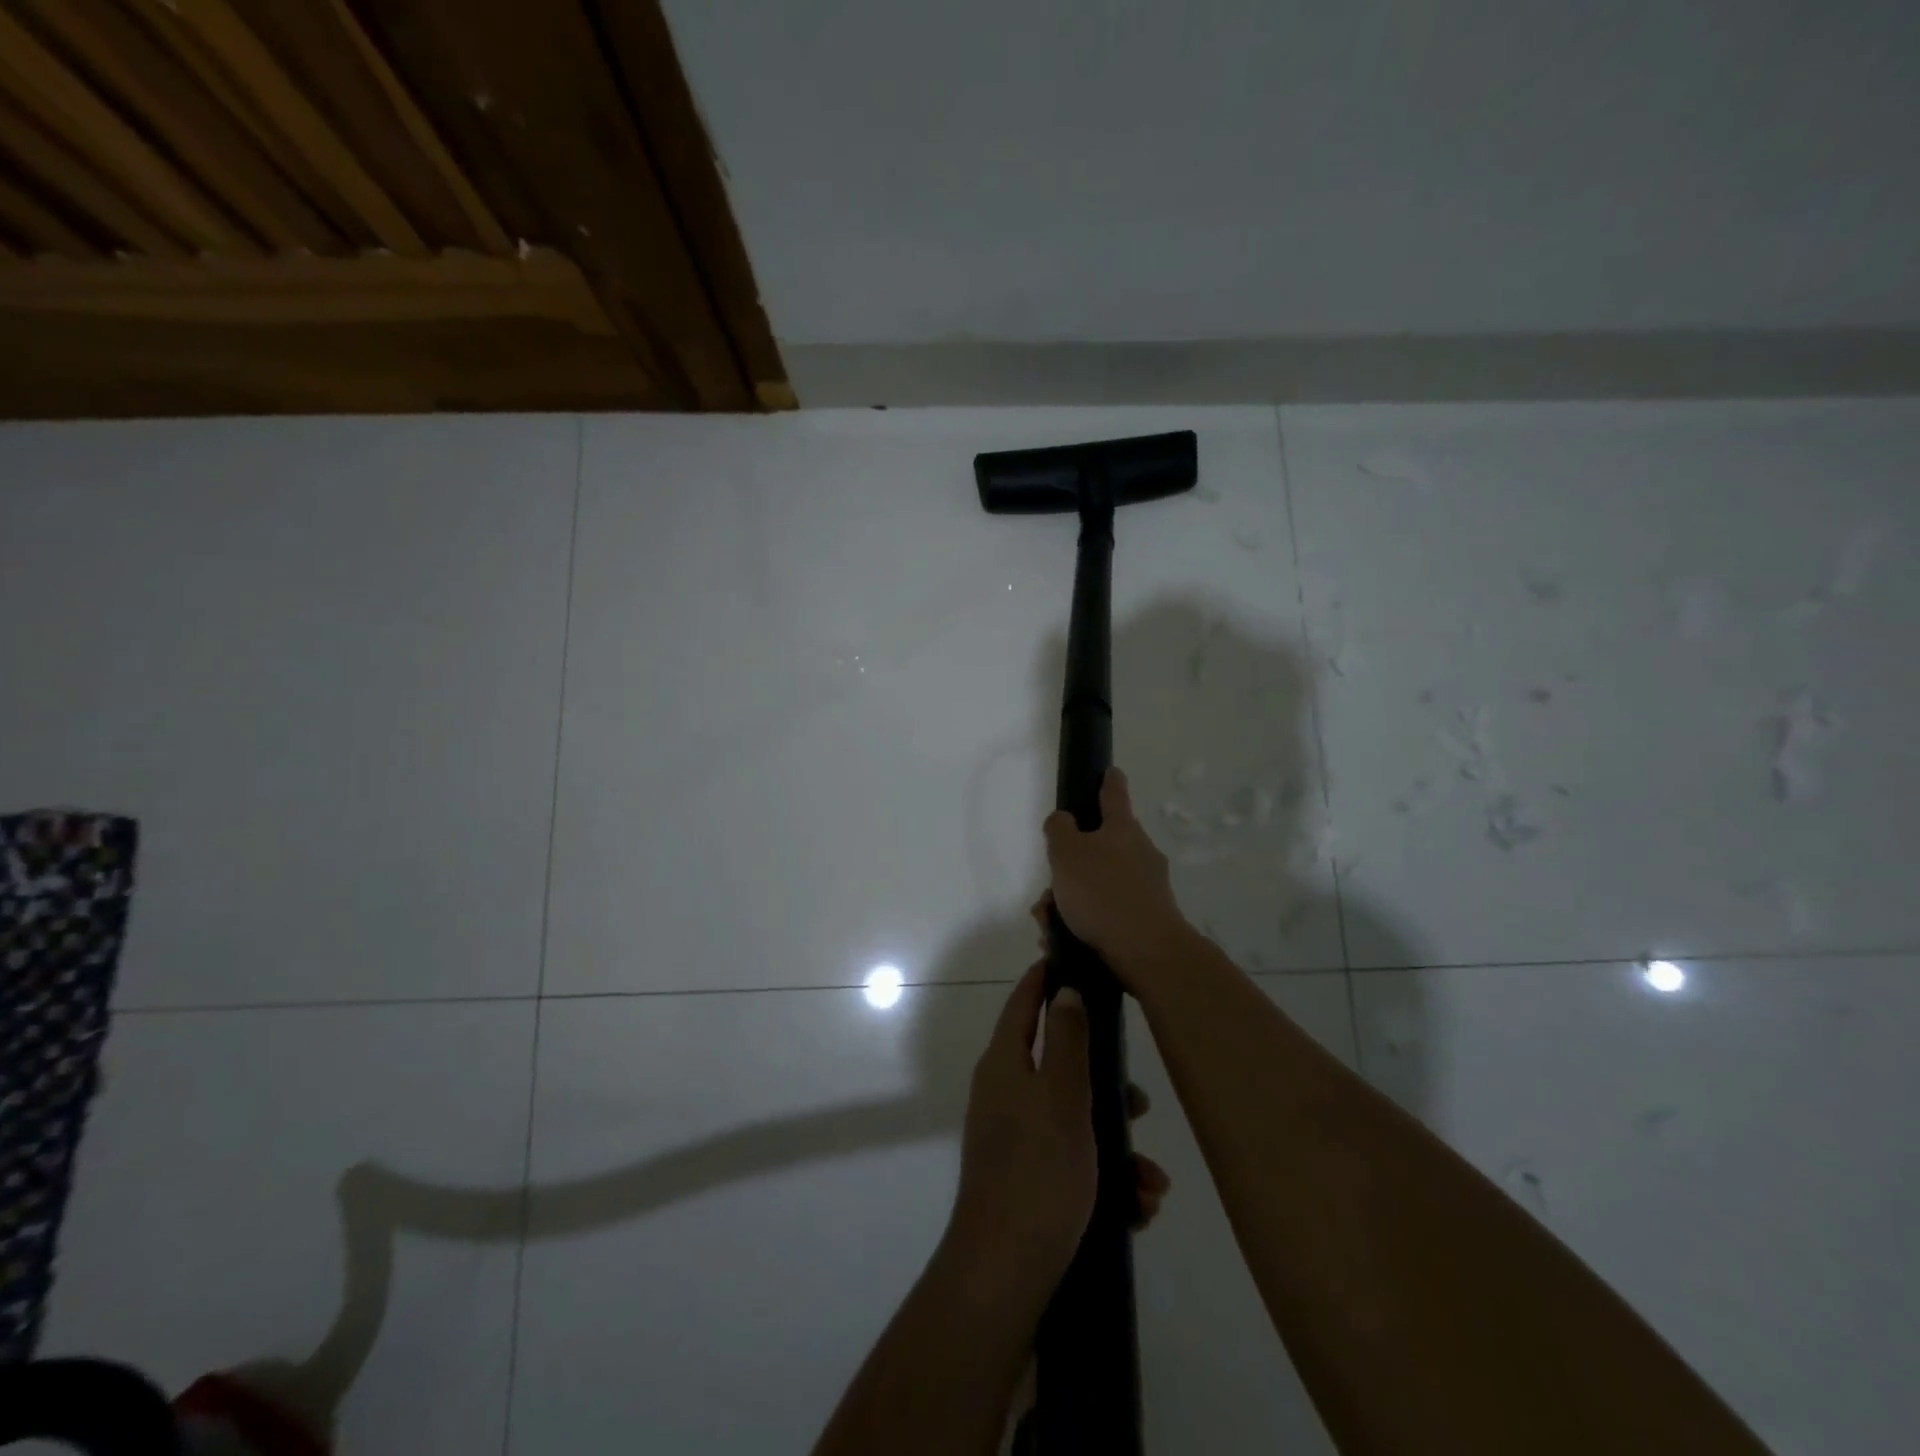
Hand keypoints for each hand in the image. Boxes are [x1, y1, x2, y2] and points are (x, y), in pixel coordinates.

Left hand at [949, 962, 1170, 1302]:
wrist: (1006, 1274)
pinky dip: (1106, 1178)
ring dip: (1117, 1145)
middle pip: (1059, 1065)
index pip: (1023, 1003)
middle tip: (1140, 1102)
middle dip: (1106, 1083)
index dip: (1044, 979)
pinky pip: (1072, 1161)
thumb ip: (1067, 1041)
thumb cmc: (1038, 1172)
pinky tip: (1137, 1207)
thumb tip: (1064, 990)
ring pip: (1075, 1120)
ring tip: (1151, 1181)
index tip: (1071, 960)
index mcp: (1005, 1065)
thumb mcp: (1063, 1097)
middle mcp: (1005, 1094)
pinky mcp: (1028, 1179)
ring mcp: (1014, 1139)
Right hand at [1042, 768, 1190, 982]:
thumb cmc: (1102, 892)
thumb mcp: (1066, 852)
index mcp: (1122, 829)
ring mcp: (1147, 888)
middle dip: (1068, 869)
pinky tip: (1063, 942)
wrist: (1146, 952)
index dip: (1109, 781)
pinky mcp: (1147, 920)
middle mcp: (1140, 853)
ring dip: (1070, 902)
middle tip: (1047, 892)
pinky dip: (1084, 924)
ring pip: (1098, 886)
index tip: (1110, 771)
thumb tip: (1064, 820)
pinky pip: (1107, 914)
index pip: (1114, 795)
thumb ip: (1059, 829)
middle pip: (1099, 849)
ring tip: (1048, 925)